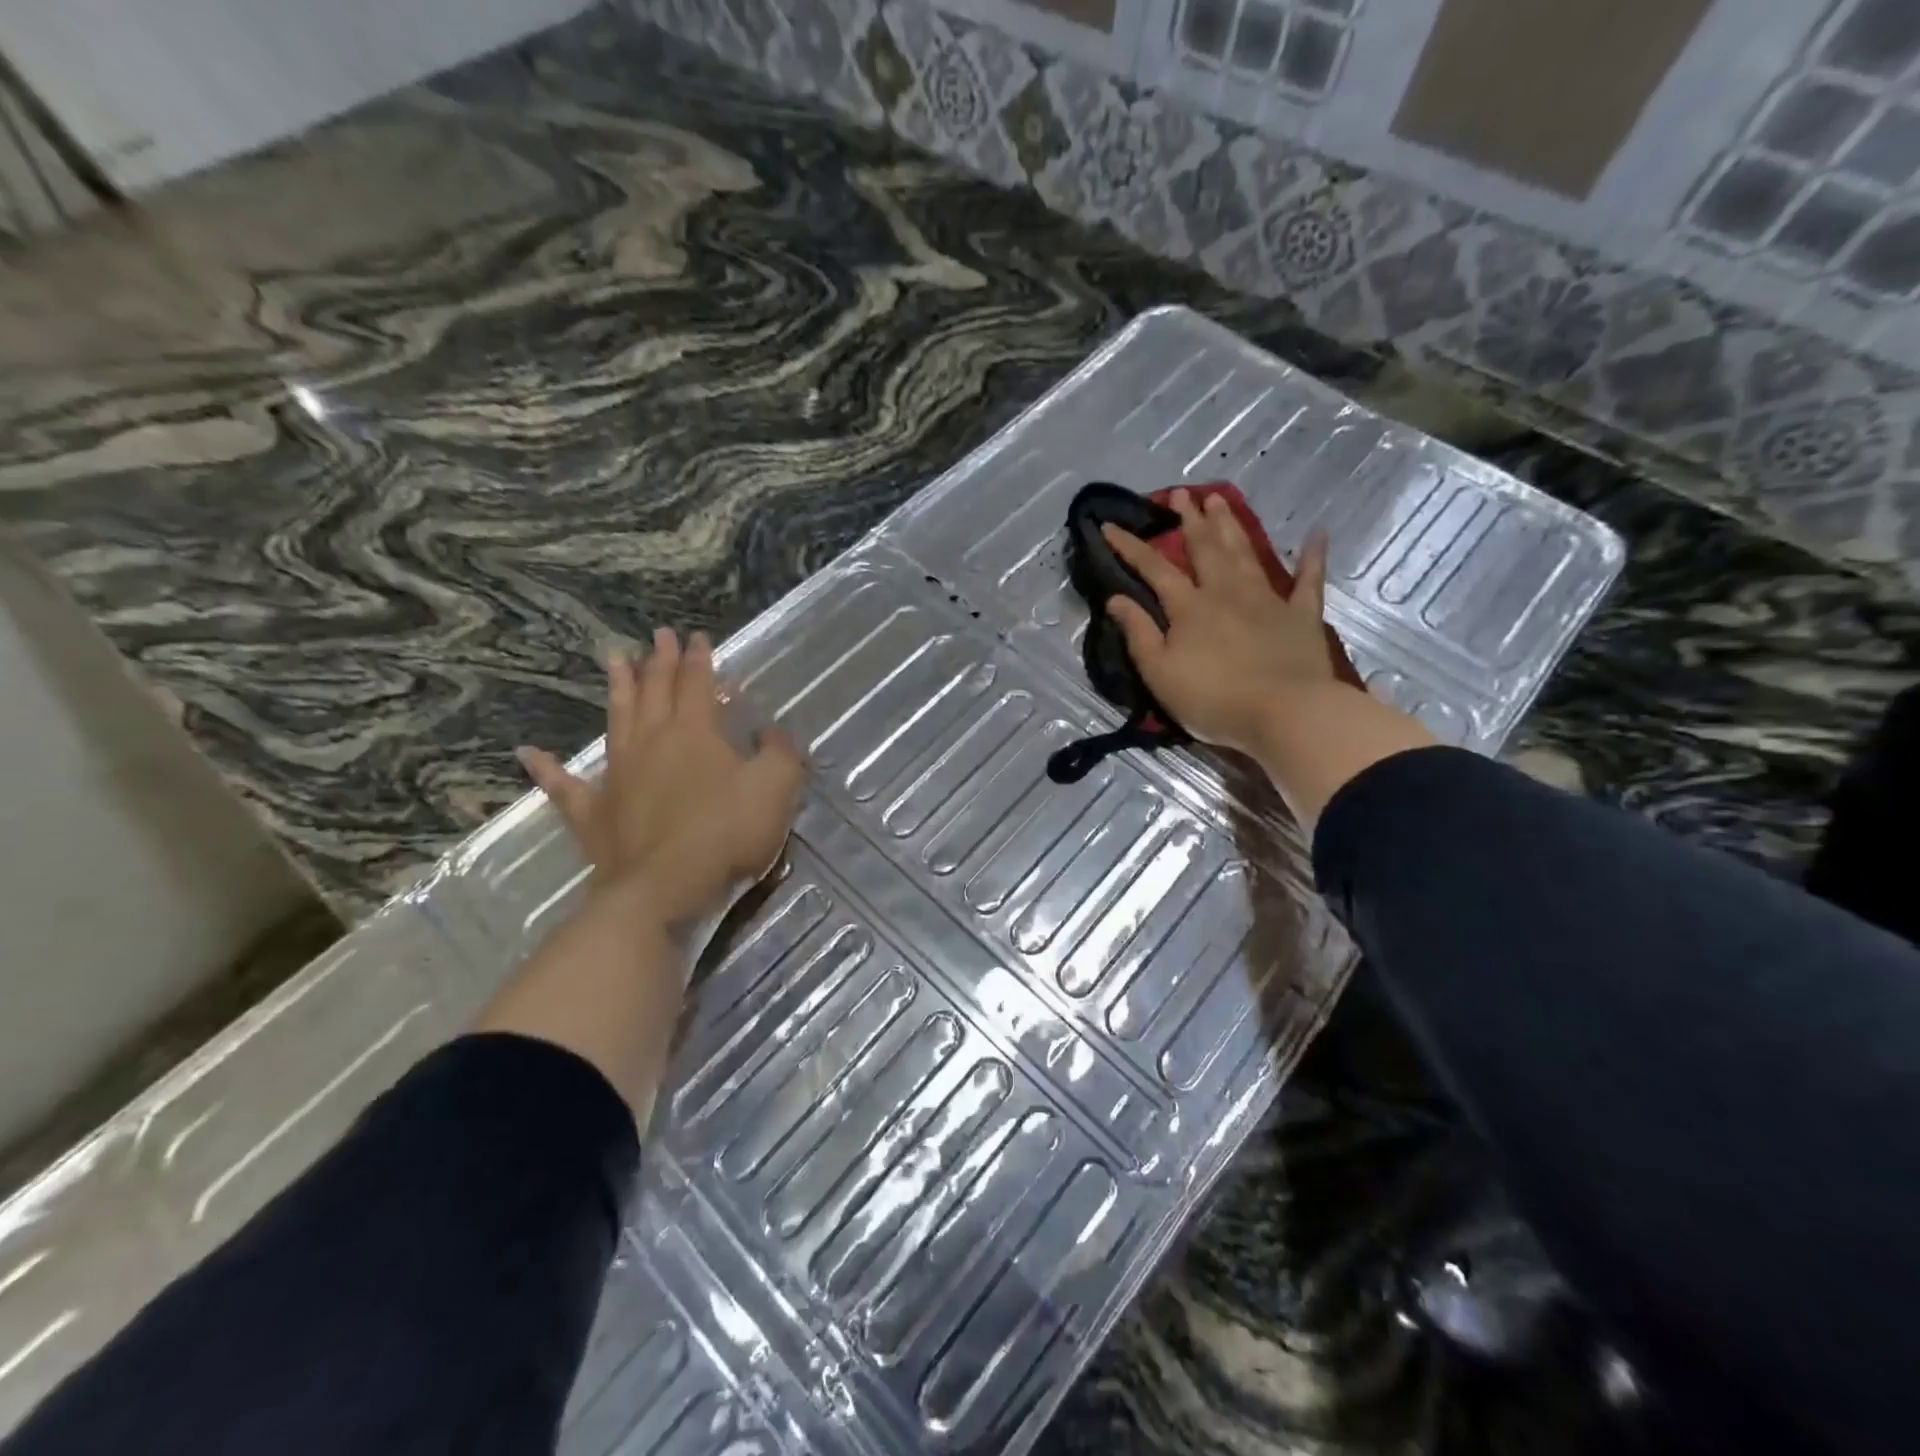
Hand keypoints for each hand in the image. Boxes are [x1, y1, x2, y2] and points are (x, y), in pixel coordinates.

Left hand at [517, 628, 804, 923]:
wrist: (664, 886)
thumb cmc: (725, 832)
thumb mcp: (775, 787)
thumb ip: (780, 752)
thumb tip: (773, 730)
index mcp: (694, 732)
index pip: (696, 683)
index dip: (698, 658)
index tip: (696, 636)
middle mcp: (651, 741)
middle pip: (655, 692)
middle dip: (659, 661)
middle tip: (657, 635)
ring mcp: (617, 775)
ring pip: (616, 720)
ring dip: (618, 688)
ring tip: (615, 660)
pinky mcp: (593, 812)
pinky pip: (565, 786)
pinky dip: (547, 769)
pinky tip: (528, 753)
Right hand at [1103, 491, 1432, 824]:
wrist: (1285, 713)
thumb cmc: (1213, 699)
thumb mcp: (1160, 673)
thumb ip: (1138, 633)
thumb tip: (1115, 598)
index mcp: (1189, 607)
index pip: (1153, 569)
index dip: (1130, 546)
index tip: (1108, 525)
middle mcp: (1226, 592)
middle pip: (1205, 548)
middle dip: (1189, 520)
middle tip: (1181, 493)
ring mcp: (1267, 600)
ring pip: (1244, 553)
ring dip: (1230, 525)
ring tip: (1219, 499)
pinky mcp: (1302, 616)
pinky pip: (1309, 579)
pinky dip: (1313, 555)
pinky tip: (1317, 533)